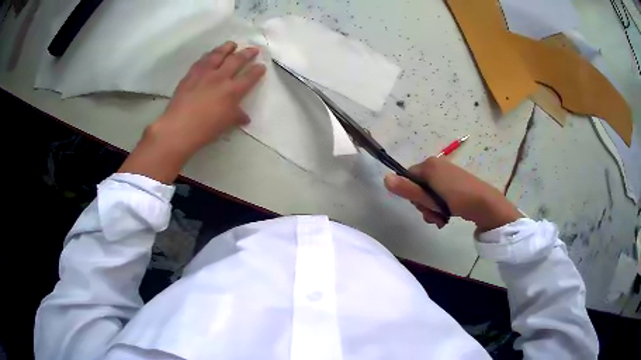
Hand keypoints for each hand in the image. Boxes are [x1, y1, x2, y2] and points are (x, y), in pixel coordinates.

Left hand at [119, 41, 265, 182]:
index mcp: (232, 91)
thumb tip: (245, 117)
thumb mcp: (225, 124)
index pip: (249, 77)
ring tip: (232, 44)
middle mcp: (220, 77)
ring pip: (218, 55)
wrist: (179, 127)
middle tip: (253, 48)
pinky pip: (201, 61)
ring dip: (227, 48)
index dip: (257, 70)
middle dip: (247, 53)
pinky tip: (210, 54)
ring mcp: (204, 74)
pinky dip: (208, 55)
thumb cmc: (205, 129)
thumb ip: (236, 116)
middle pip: (236, 60)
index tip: (261, 65)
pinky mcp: (191, 74)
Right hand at [384, 157, 521, 230]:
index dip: (410, 195)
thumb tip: (385, 178)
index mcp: (429, 165)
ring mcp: (447, 174)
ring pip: (428, 194)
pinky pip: (439, 194)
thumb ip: (407, 189)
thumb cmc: (456, 199)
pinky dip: (440, 207)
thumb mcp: (429, 197)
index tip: (420, 206)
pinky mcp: (454, 183)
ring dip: (431, 209)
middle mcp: (437, 166)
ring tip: (440, 219)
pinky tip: (445, 217)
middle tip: (432, 214)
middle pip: (418, 187)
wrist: (485, 204)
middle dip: (423, 204)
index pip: (407, 177)